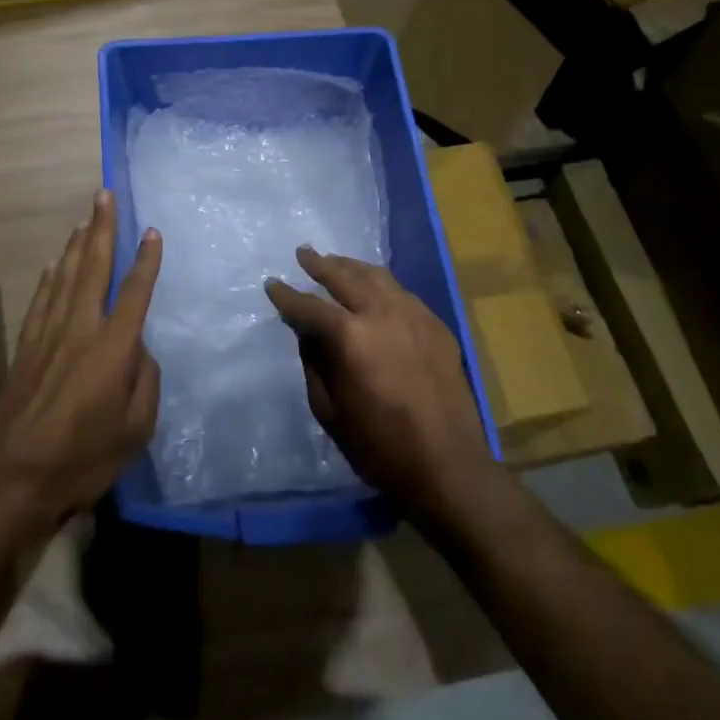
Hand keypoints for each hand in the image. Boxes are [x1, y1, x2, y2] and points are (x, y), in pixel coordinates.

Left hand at [0, 189, 162, 529]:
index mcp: (113, 348)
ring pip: (65, 276)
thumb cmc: (84, 458)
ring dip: (76, 244)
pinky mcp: (27, 347)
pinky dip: (50, 277)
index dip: (146, 261)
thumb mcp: (136, 429)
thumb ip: (145, 382)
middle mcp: (80, 329)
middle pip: (93, 268)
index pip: (134, 293)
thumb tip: (139, 351)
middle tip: (104, 194)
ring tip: (85, 218)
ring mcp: (48, 335)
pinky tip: (54, 263)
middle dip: (101, 228)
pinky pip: (41, 300)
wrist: (14, 477)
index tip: (152, 232)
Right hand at [265, 247, 496, 520]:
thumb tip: (307, 332)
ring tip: (336, 262)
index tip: (272, 284)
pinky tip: (375, 289)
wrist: (447, 467)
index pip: (309, 306)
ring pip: (378, 277)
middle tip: (303, 253)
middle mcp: (382, 313)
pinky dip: (382, 285)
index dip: (287, 295)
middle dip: (320, 264)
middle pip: (346, 276)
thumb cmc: (379, 446)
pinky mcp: (437, 327)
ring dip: (352, 267)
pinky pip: (403, 293)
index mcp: (350, 336)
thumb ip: (314, 363)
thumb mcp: (329, 410)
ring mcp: (415, 316)